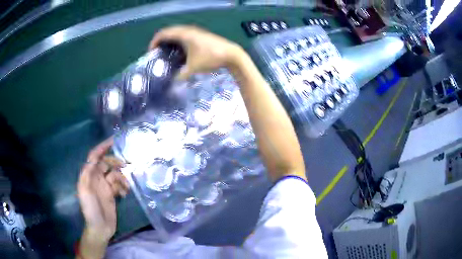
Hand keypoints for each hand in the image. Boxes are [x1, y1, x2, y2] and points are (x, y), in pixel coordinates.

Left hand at [77, 138, 128, 245]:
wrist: (100, 228)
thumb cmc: (90, 209)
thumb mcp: (84, 191)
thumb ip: (87, 173)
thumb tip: (94, 159)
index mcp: (89, 175)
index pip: (94, 156)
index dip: (102, 147)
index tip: (113, 140)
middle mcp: (96, 178)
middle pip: (106, 163)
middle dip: (115, 162)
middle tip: (126, 165)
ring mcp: (105, 186)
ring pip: (114, 174)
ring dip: (121, 178)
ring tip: (126, 187)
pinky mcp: (112, 194)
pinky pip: (119, 185)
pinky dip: (123, 187)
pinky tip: (125, 194)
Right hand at [149, 25, 243, 79]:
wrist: (231, 54)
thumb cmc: (211, 58)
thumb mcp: (193, 68)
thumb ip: (181, 75)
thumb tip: (173, 82)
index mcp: (184, 34)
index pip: (163, 34)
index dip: (154, 42)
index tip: (151, 53)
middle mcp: (188, 30)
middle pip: (169, 32)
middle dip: (161, 41)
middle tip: (157, 53)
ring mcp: (195, 31)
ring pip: (177, 33)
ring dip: (170, 41)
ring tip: (166, 53)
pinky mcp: (201, 35)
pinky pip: (184, 35)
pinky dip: (178, 41)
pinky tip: (179, 52)